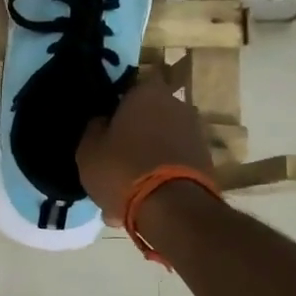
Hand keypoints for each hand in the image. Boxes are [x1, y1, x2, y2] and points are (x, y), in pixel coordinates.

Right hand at [77, 76, 216, 224]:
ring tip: (126, 188)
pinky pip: (173, 164)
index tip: (105, 123)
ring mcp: (195, 133)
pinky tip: (143, 201)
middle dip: (133, 134)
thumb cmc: (123, 168)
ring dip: (146, 159)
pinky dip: (160, 177)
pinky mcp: (206, 162)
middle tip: (114, 157)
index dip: (116, 103)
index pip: (129, 86)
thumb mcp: (89, 149)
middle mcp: (177, 105)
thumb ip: (94, 127)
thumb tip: (102, 121)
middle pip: (148, 116)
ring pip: (160, 143)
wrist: (173, 209)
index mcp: (147, 92)